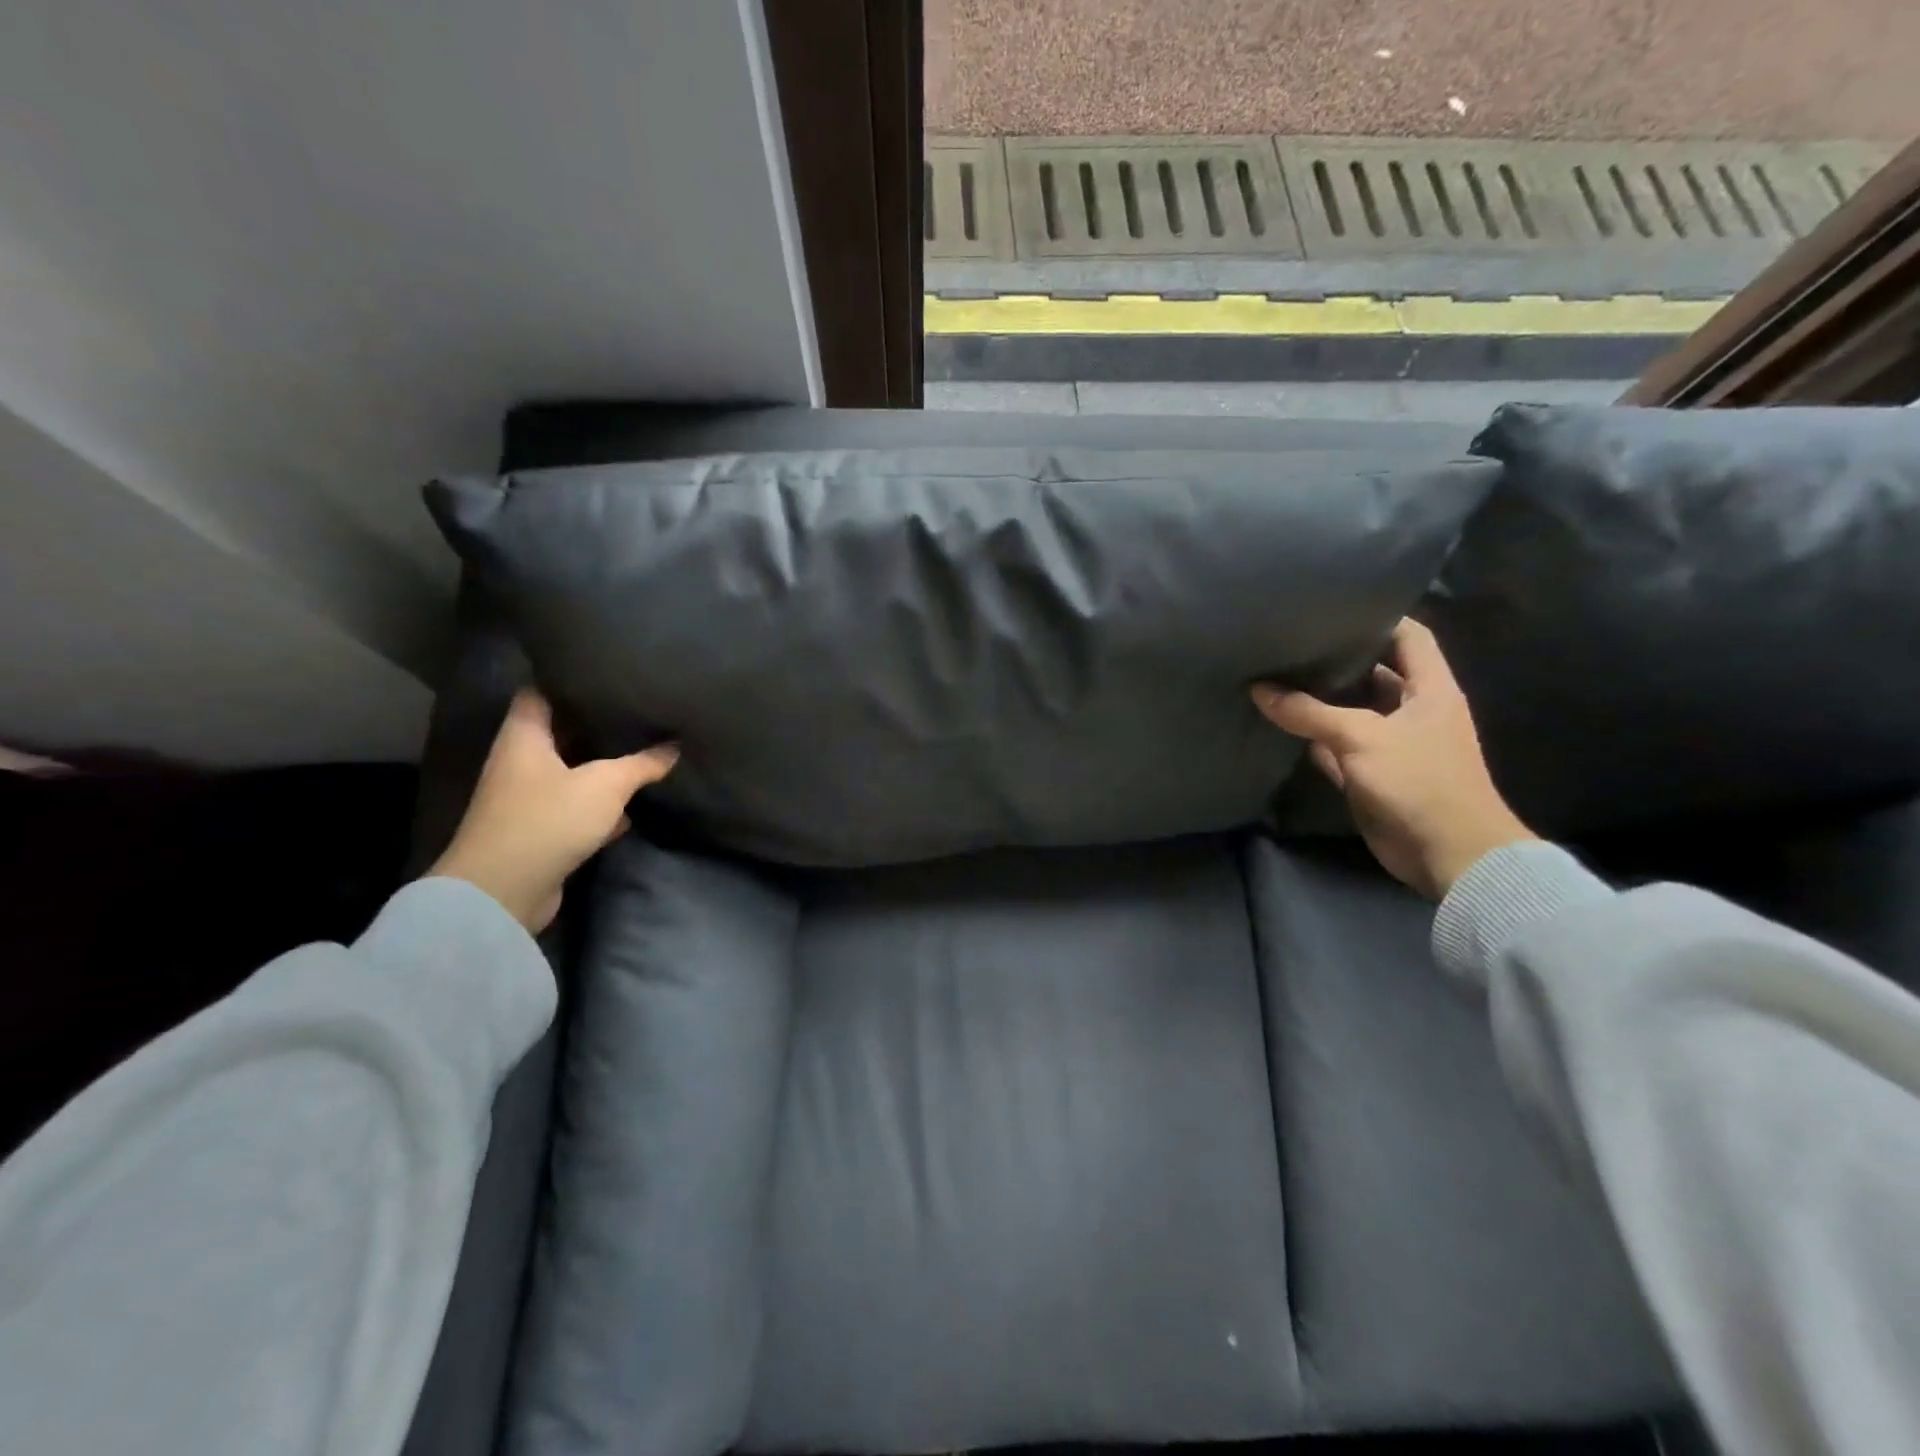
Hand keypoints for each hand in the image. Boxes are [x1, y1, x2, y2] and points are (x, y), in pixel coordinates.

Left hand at [429, 691, 678, 931]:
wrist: (503, 891)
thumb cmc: (548, 819)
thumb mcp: (606, 784)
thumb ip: (642, 763)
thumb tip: (675, 747)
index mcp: (524, 738)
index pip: (540, 693)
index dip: (568, 680)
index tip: (604, 673)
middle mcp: (519, 763)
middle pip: (557, 733)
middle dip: (594, 725)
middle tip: (634, 712)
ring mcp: (526, 800)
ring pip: (569, 772)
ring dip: (599, 767)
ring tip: (641, 751)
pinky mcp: (538, 832)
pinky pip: (574, 808)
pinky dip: (599, 805)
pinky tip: (631, 805)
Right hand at [1252, 618, 1534, 899]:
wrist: (1449, 854)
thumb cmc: (1418, 781)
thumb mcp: (1361, 738)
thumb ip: (1309, 713)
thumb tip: (1259, 689)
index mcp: (1430, 689)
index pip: (1409, 636)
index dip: (1378, 618)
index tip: (1334, 607)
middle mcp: (1412, 711)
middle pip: (1374, 673)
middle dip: (1338, 660)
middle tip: (1292, 642)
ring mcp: (1392, 744)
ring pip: (1351, 712)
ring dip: (1321, 701)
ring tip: (1278, 675)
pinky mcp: (1373, 775)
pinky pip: (1337, 748)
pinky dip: (1314, 739)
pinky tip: (1282, 724)